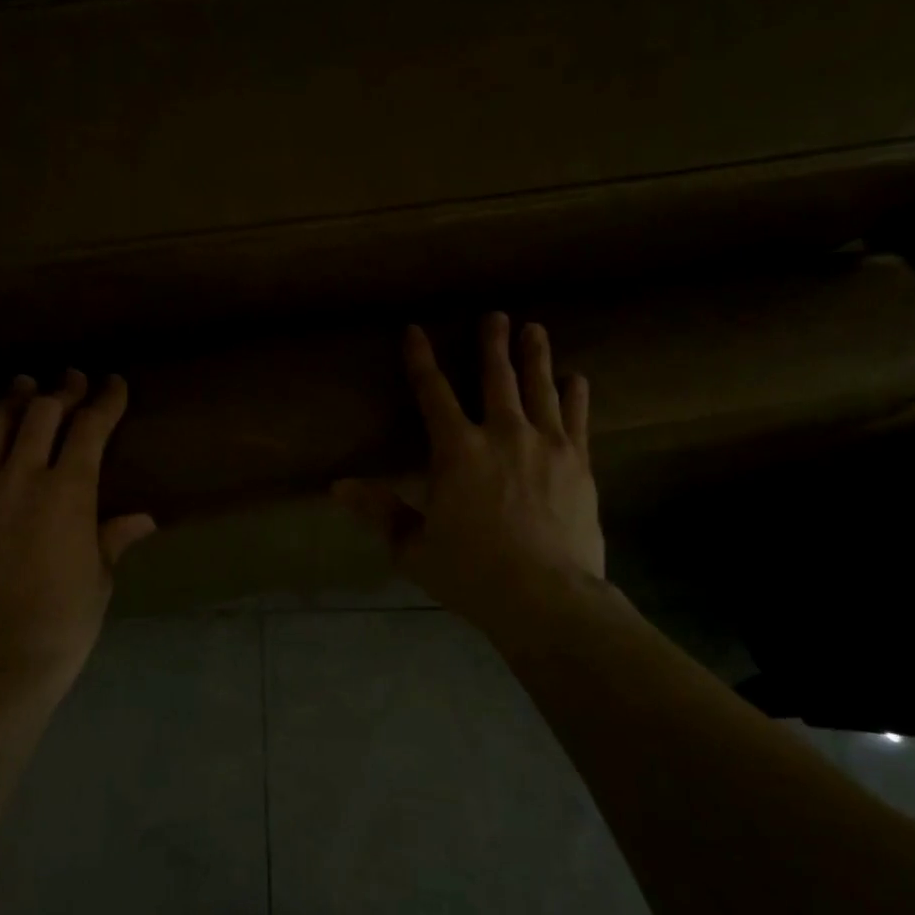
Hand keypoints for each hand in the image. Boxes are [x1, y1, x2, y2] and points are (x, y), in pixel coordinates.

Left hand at [0, 370, 155, 688]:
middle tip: (70, 382)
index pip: (90, 428)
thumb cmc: (62, 625)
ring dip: (10, 402)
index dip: (105, 400)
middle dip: (60, 391)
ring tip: (20, 390)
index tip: (113, 384)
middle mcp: (19, 479)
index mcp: (68, 493)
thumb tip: (143, 519)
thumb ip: (113, 538)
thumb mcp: (98, 579)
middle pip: (39, 413)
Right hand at [333, 314, 605, 652]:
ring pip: (539, 388)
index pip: (432, 393)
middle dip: (492, 344)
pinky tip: (577, 378)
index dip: (420, 360)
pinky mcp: (578, 464)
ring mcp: (546, 445)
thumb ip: (379, 511)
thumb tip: (337, 486)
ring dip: (535, 356)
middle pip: (496, 378)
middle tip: (496, 315)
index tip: (415, 330)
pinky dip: (574, 395)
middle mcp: (502, 435)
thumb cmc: (471, 573)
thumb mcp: (413, 547)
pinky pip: (576, 418)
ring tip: (534, 329)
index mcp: (457, 451)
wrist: (547, 598)